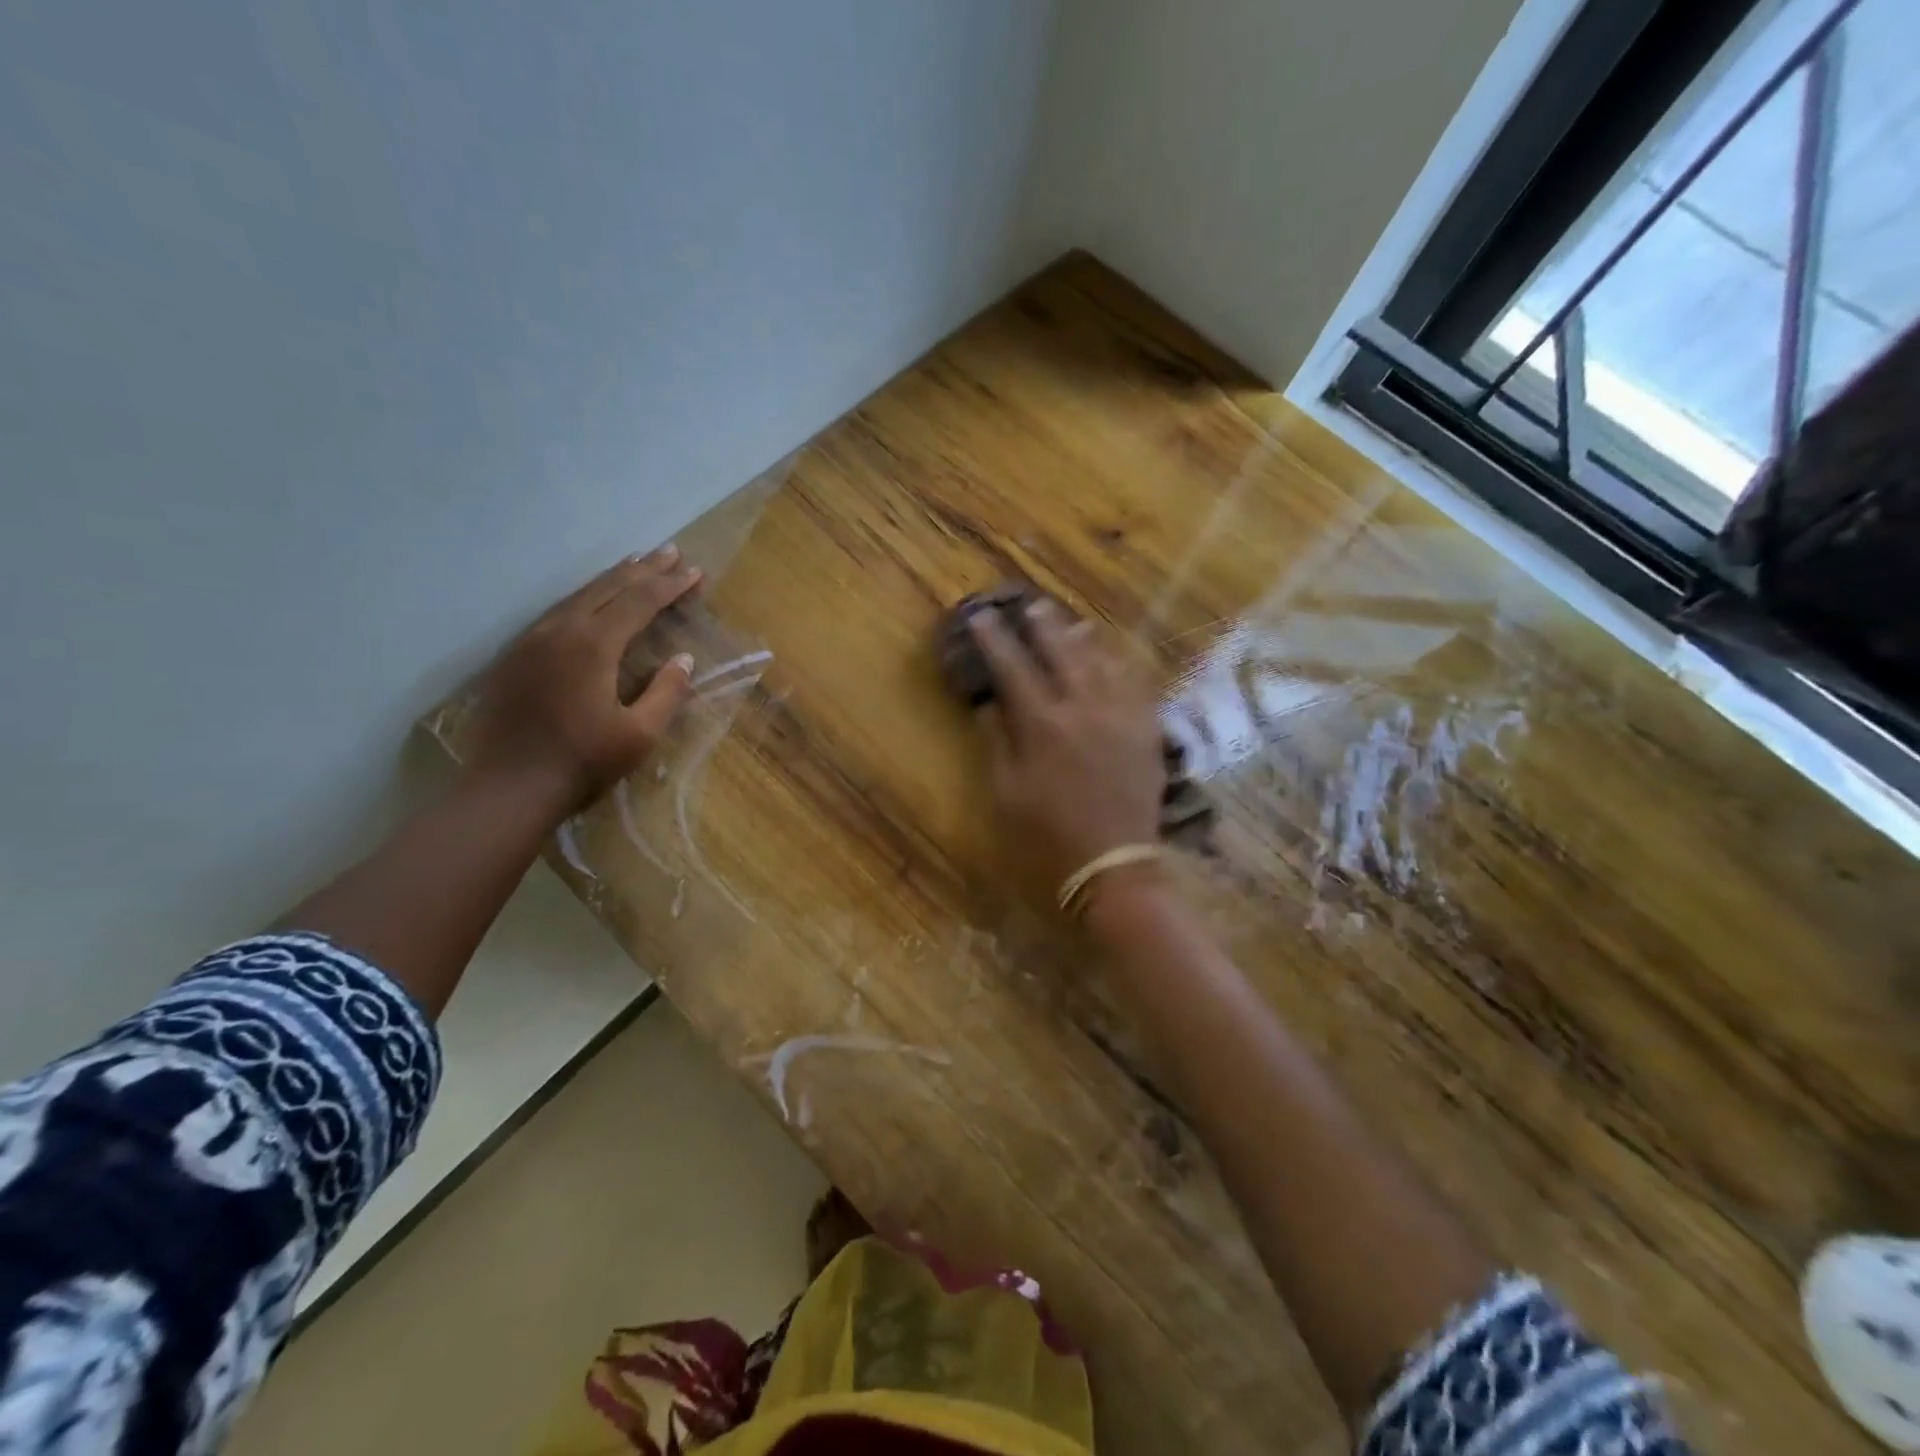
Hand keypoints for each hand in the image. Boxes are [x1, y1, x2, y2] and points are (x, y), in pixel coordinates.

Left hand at [467, 547, 702, 809]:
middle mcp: (560, 631)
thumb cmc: (582, 762)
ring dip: (611, 579)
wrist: (507, 788)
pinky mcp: (514, 656)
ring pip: (578, 596)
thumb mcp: (640, 734)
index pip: (640, 602)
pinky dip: (583, 598)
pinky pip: (556, 612)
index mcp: (593, 645)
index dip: (670, 585)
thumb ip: (666, 692)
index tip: (695, 571)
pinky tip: (591, 601)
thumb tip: (683, 658)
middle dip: (643, 569)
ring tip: (636, 563)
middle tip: (670, 551)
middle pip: (607, 588)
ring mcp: (531, 640)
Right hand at [971, 599, 1165, 911]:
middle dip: (1042, 626)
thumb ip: (997, 742)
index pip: (1013, 668)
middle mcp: (1084, 708)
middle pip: (1061, 652)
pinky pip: (1135, 683)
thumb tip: (987, 703)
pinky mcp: (1147, 730)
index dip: (995, 640)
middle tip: (1029, 605)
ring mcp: (1121, 716)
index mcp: (1043, 725)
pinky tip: (1113, 656)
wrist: (1114, 864)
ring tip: (1070, 621)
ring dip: (1082, 637)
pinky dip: (1120, 663)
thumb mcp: (1007, 793)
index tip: (981, 618)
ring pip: (1101, 661)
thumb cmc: (1048, 836)